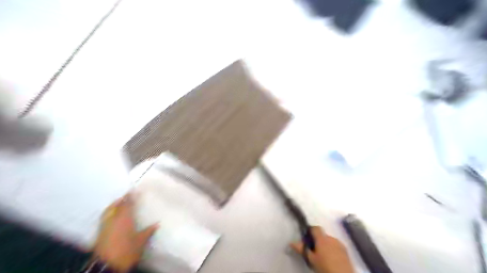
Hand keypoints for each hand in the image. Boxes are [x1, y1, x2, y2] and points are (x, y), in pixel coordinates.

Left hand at [92, 193, 157, 271]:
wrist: (107, 266)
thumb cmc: (127, 251)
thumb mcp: (141, 242)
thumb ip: (148, 231)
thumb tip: (157, 224)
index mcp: (125, 218)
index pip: (128, 204)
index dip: (131, 196)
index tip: (134, 190)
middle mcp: (113, 219)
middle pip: (116, 205)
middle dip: (122, 199)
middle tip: (127, 195)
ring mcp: (105, 226)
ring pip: (108, 211)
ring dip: (114, 205)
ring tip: (119, 203)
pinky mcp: (100, 233)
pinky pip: (105, 218)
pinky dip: (109, 213)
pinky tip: (113, 216)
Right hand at [290, 226, 356, 272]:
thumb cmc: (325, 267)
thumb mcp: (311, 259)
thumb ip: (302, 249)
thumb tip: (291, 242)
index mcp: (322, 238)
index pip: (315, 228)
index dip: (310, 231)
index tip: (306, 238)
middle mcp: (332, 238)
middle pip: (322, 235)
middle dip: (318, 241)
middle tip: (313, 251)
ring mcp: (340, 244)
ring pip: (330, 241)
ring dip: (325, 245)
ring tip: (322, 256)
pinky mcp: (346, 251)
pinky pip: (336, 246)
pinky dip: (332, 250)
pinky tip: (331, 259)